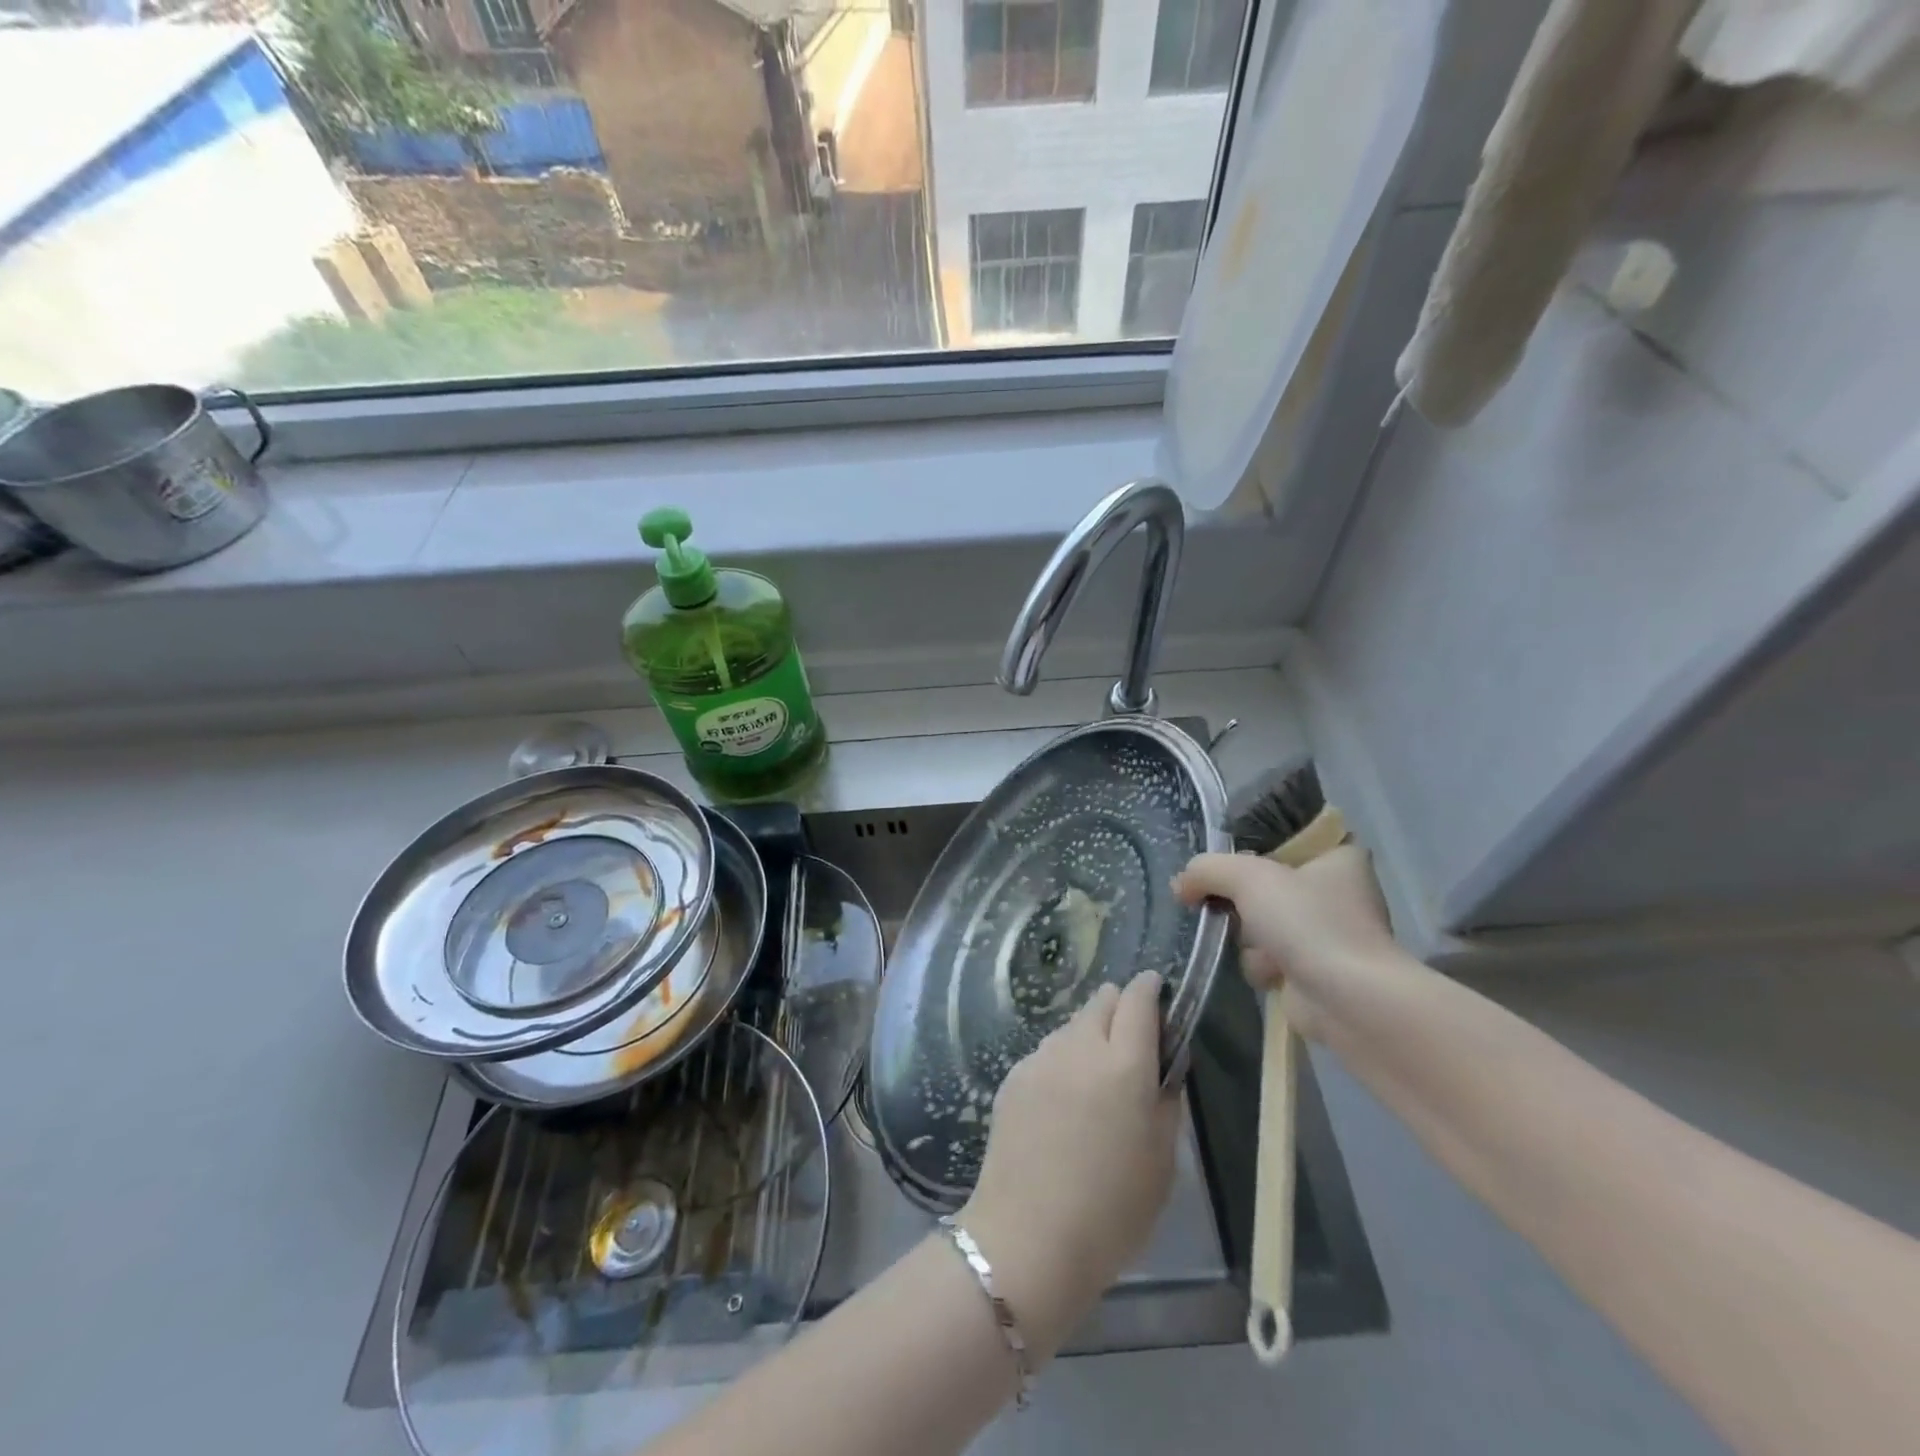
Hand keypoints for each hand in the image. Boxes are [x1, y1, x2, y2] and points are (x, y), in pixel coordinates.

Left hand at [957, 972, 1180, 1359]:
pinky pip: (1047, 1052)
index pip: (1139, 1000)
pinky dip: (1062, 1061)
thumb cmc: (1111, 1210)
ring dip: (1089, 1036)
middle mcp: (1080, 1047)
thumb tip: (1165, 1062)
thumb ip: (1166, 1098)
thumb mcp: (1162, 1161)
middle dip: (1120, 1008)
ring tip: (1094, 1081)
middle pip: (1102, 1001)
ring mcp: (1041, 1058)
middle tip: (1130, 1045)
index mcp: (1125, 1065)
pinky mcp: (1013, 1075)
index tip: (1158, 992)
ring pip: (1072, 1025)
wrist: (1028, 1238)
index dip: (1151, 989)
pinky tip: (1061, 1103)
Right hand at [1172, 845, 1402, 1041]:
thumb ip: (1206, 870)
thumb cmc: (1308, 921)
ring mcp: (1325, 933)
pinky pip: (1267, 957)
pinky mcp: (1313, 969)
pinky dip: (1261, 965)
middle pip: (1263, 884)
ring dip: (1249, 938)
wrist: (1348, 999)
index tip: (1227, 862)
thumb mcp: (1247, 876)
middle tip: (1228, 905)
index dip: (1249, 848)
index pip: (1283, 838)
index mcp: (1337, 855)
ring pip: (1259, 922)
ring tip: (1262, 948)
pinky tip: (1272, 973)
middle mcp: (1335, 891)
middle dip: (1241, 901)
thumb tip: (1179, 886)